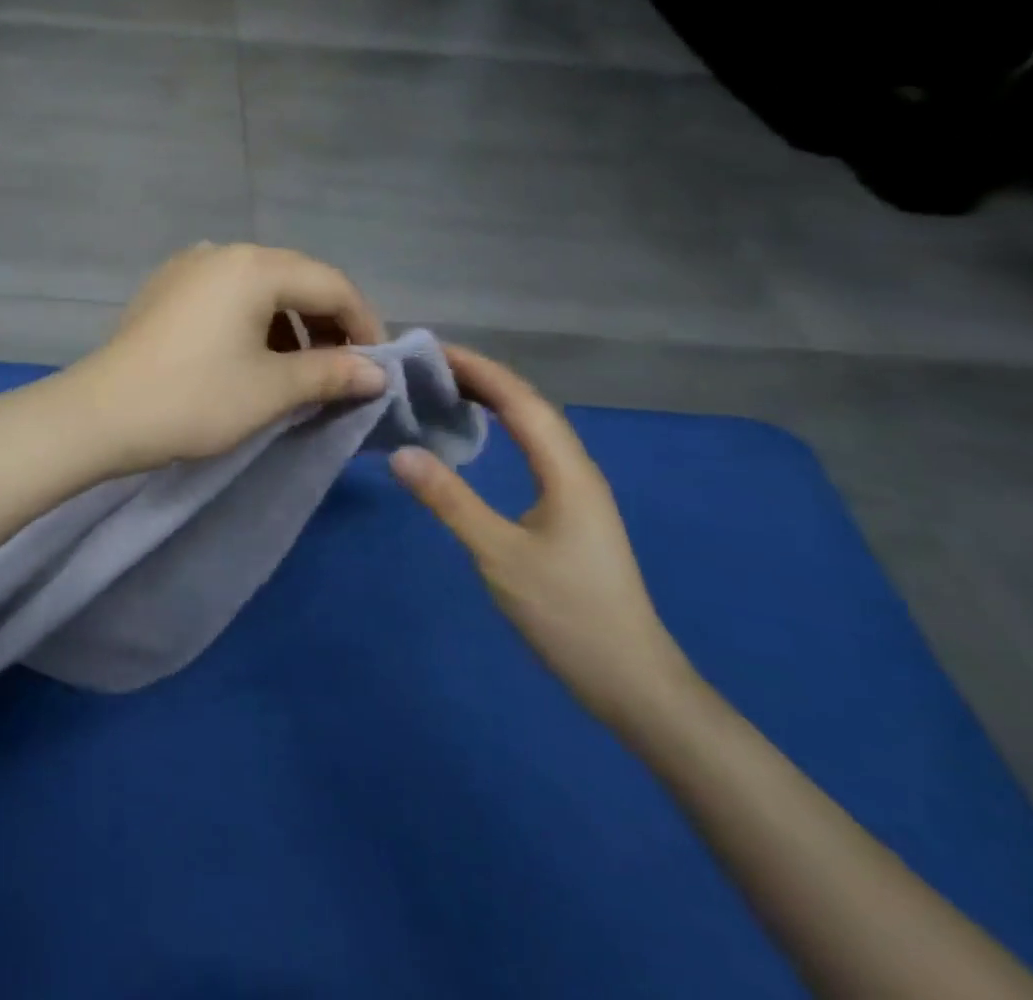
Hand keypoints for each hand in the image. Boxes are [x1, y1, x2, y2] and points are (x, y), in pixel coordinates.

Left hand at [68, 243, 388, 474]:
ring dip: (291, 323)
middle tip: (347, 368)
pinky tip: (255, 355)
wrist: (100, 415)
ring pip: (260, 287)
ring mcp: (188, 267)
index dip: (365, 324)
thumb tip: (377, 372)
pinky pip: (227, 295)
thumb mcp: (272, 389)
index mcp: (254, 266)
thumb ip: (332, 372)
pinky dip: (254, 321)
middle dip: (329, 322)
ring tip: (304, 367)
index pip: (331, 285)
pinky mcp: (165, 289)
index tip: (381, 367)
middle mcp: (222, 253)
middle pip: (296, 279)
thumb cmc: (194, 399)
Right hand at [389, 346, 696, 733]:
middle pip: (529, 405)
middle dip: (481, 376)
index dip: (477, 369)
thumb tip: (401, 453)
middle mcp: (576, 469)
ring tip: (443, 387)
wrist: (632, 681)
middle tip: (425, 365)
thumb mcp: (500, 556)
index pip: (520, 401)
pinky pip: (532, 449)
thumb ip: (451, 501)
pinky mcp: (570, 511)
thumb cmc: (568, 615)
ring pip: (533, 426)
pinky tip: (477, 434)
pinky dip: (501, 427)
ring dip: (492, 398)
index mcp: (567, 471)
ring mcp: (576, 491)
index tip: (430, 351)